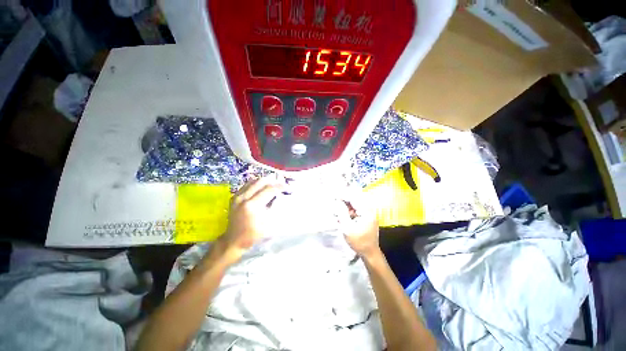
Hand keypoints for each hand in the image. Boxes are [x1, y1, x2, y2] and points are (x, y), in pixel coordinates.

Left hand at [219, 176, 284, 263]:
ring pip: (253, 181)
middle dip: (273, 181)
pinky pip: (247, 185)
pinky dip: (256, 184)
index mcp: (252, 205)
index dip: (280, 186)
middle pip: (261, 182)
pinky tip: (262, 188)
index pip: (269, 189)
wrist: (233, 240)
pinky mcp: (234, 197)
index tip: (288, 187)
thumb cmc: (253, 234)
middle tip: (281, 185)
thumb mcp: (268, 224)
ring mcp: (237, 196)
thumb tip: (280, 197)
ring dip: (265, 182)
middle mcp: (244, 198)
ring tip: (273, 185)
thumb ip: (274, 208)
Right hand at [336, 190, 379, 257]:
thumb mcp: (347, 227)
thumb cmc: (358, 241)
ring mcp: (369, 215)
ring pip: (356, 205)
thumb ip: (342, 213)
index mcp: (366, 212)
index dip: (343, 196)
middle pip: (355, 200)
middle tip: (335, 201)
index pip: (353, 198)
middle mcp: (369, 211)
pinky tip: (344, 216)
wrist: (370, 253)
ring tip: (339, 210)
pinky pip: (357, 211)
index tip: (334, 196)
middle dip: (345, 200)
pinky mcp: (367, 219)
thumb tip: (338, 202)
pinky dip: (350, 211)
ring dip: (347, 206)